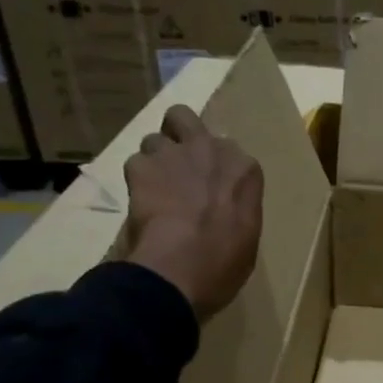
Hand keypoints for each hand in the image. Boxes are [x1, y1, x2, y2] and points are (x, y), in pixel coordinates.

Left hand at [121, 105, 262, 320]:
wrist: (183, 264)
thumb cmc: (226, 260)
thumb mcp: (247, 236)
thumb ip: (236, 210)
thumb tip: (225, 214)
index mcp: (245, 170)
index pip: (229, 152)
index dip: (215, 168)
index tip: (210, 188)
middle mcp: (211, 149)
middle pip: (185, 118)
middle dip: (178, 134)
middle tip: (175, 164)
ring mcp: (174, 154)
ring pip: (155, 140)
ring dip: (154, 160)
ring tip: (153, 188)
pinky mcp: (141, 166)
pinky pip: (134, 163)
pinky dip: (135, 180)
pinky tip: (139, 201)